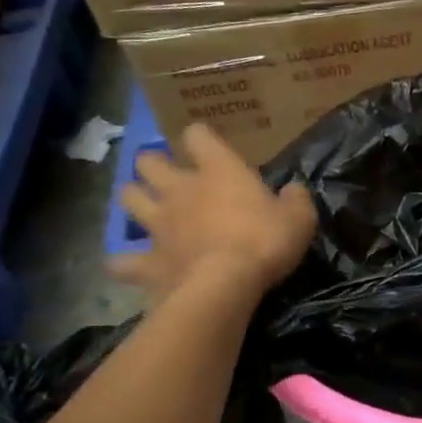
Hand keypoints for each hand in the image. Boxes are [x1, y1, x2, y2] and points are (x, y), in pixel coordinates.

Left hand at [111, 124, 316, 307]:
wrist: (224, 286)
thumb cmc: (264, 242)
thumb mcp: (299, 218)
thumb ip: (295, 199)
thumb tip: (293, 190)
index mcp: (219, 172)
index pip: (199, 136)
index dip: (201, 138)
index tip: (208, 146)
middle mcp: (180, 190)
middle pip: (149, 162)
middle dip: (154, 163)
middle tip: (168, 174)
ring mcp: (157, 225)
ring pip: (128, 198)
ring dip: (135, 199)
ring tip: (146, 207)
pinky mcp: (146, 261)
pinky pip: (122, 260)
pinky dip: (124, 261)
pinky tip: (128, 264)